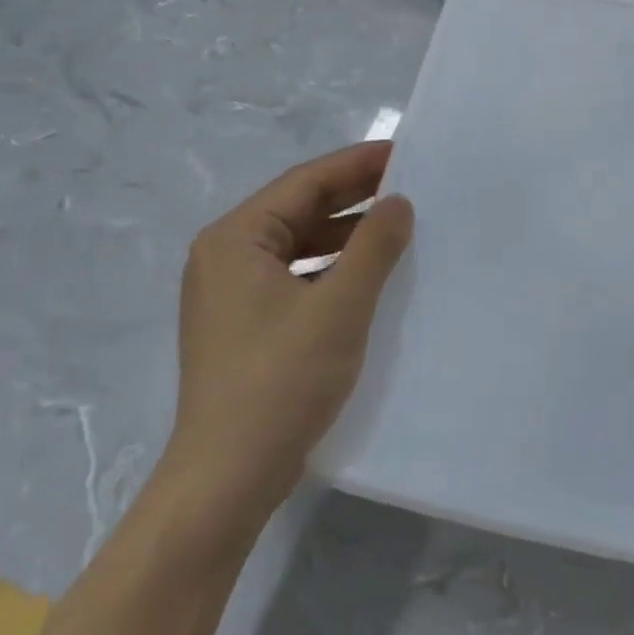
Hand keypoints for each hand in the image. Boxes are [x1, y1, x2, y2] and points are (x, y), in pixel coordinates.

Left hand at [163, 141, 412, 529]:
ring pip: (297, 245)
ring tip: (397, 226)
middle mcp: (225, 257)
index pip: (303, 182)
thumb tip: (399, 202)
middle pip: (297, 210)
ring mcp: (230, 294)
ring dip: (344, 234)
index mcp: (235, 239)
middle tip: (409, 185)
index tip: (403, 153)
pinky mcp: (243, 326)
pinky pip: (293, 277)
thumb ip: (374, 247)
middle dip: (353, 197)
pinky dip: (330, 269)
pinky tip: (368, 275)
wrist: (226, 481)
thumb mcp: (339, 307)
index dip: (356, 164)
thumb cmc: (280, 382)